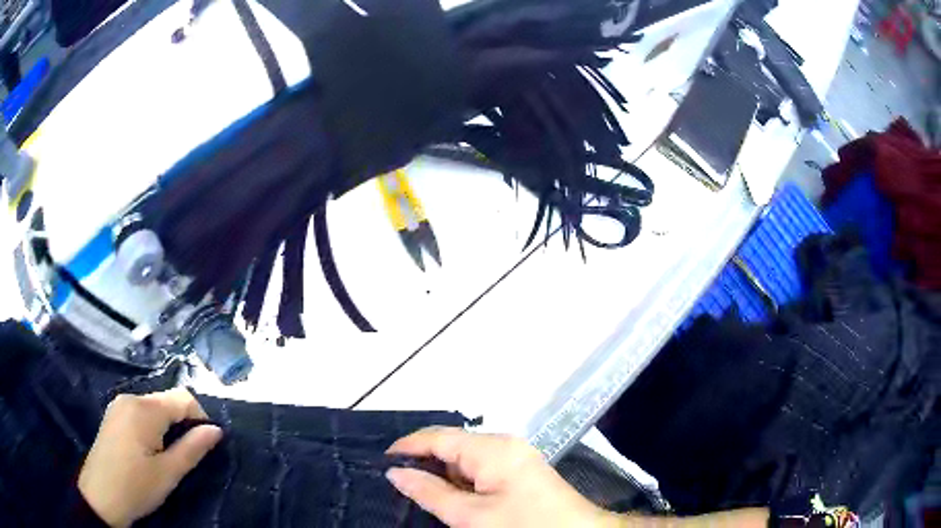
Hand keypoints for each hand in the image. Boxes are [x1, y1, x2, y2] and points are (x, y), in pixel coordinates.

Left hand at [78, 388, 222, 526]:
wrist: (100, 496)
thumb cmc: (136, 487)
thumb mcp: (169, 474)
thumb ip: (192, 449)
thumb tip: (216, 430)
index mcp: (144, 409)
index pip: (183, 398)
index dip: (200, 418)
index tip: (205, 445)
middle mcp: (130, 398)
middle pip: (167, 400)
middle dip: (183, 423)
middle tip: (186, 455)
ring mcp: (118, 405)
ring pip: (153, 407)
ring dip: (167, 426)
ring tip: (167, 456)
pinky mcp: (113, 415)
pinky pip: (139, 412)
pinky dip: (152, 426)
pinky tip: (149, 450)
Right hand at [385, 427, 612, 527]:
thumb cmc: (523, 526)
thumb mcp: (471, 516)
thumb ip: (430, 493)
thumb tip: (395, 473)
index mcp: (492, 448)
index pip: (438, 437)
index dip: (407, 446)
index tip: (380, 461)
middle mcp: (504, 443)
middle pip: (452, 444)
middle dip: (424, 460)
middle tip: (395, 478)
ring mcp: (515, 455)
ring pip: (466, 457)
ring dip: (442, 472)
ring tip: (416, 488)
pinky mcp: (520, 469)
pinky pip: (481, 467)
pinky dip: (461, 479)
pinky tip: (449, 494)